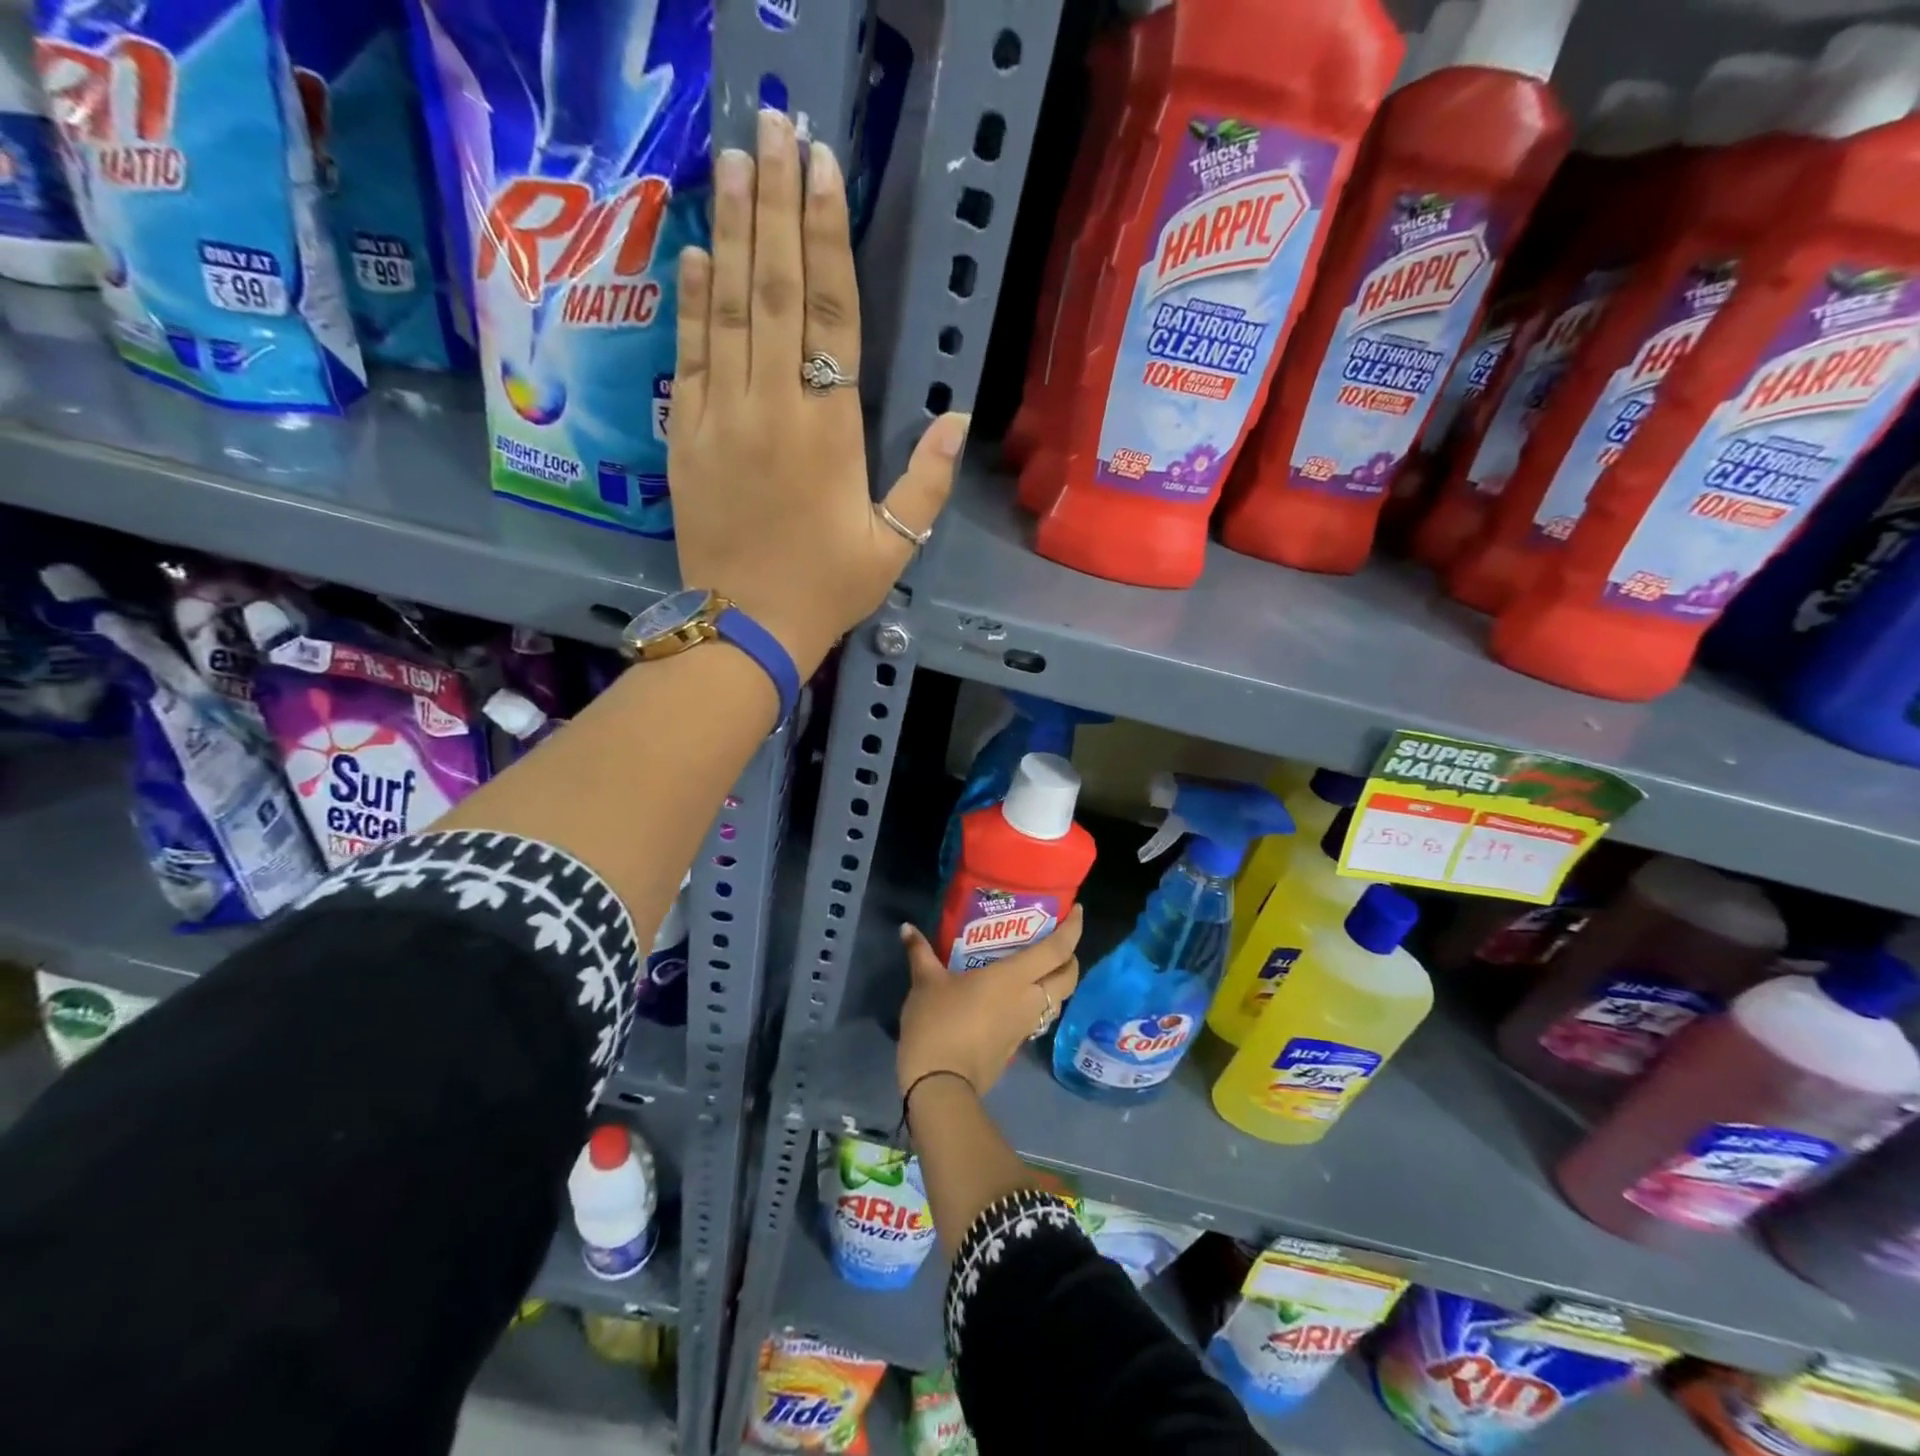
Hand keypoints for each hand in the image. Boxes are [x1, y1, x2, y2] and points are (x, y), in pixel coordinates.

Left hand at [668, 108, 968, 675]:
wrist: (745, 627)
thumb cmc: (826, 589)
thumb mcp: (894, 545)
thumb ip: (926, 480)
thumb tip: (956, 414)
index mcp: (830, 431)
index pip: (832, 317)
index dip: (828, 238)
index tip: (823, 169)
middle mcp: (773, 407)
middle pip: (775, 291)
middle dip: (777, 204)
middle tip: (775, 125)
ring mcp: (722, 416)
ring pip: (728, 308)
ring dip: (733, 229)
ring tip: (735, 159)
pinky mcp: (687, 434)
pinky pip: (690, 354)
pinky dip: (692, 299)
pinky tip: (697, 248)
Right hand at [896, 907, 1084, 1099]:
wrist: (940, 1086)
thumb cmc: (938, 1023)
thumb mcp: (925, 983)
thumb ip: (920, 952)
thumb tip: (907, 929)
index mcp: (1014, 977)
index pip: (1057, 950)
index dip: (1073, 929)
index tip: (1077, 912)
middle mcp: (1030, 999)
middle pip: (1068, 977)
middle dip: (1070, 958)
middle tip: (1056, 942)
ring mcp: (1026, 1026)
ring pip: (1057, 999)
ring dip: (1055, 982)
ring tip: (1037, 967)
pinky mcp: (1017, 1045)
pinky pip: (1038, 1016)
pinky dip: (1037, 1002)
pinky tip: (1014, 996)